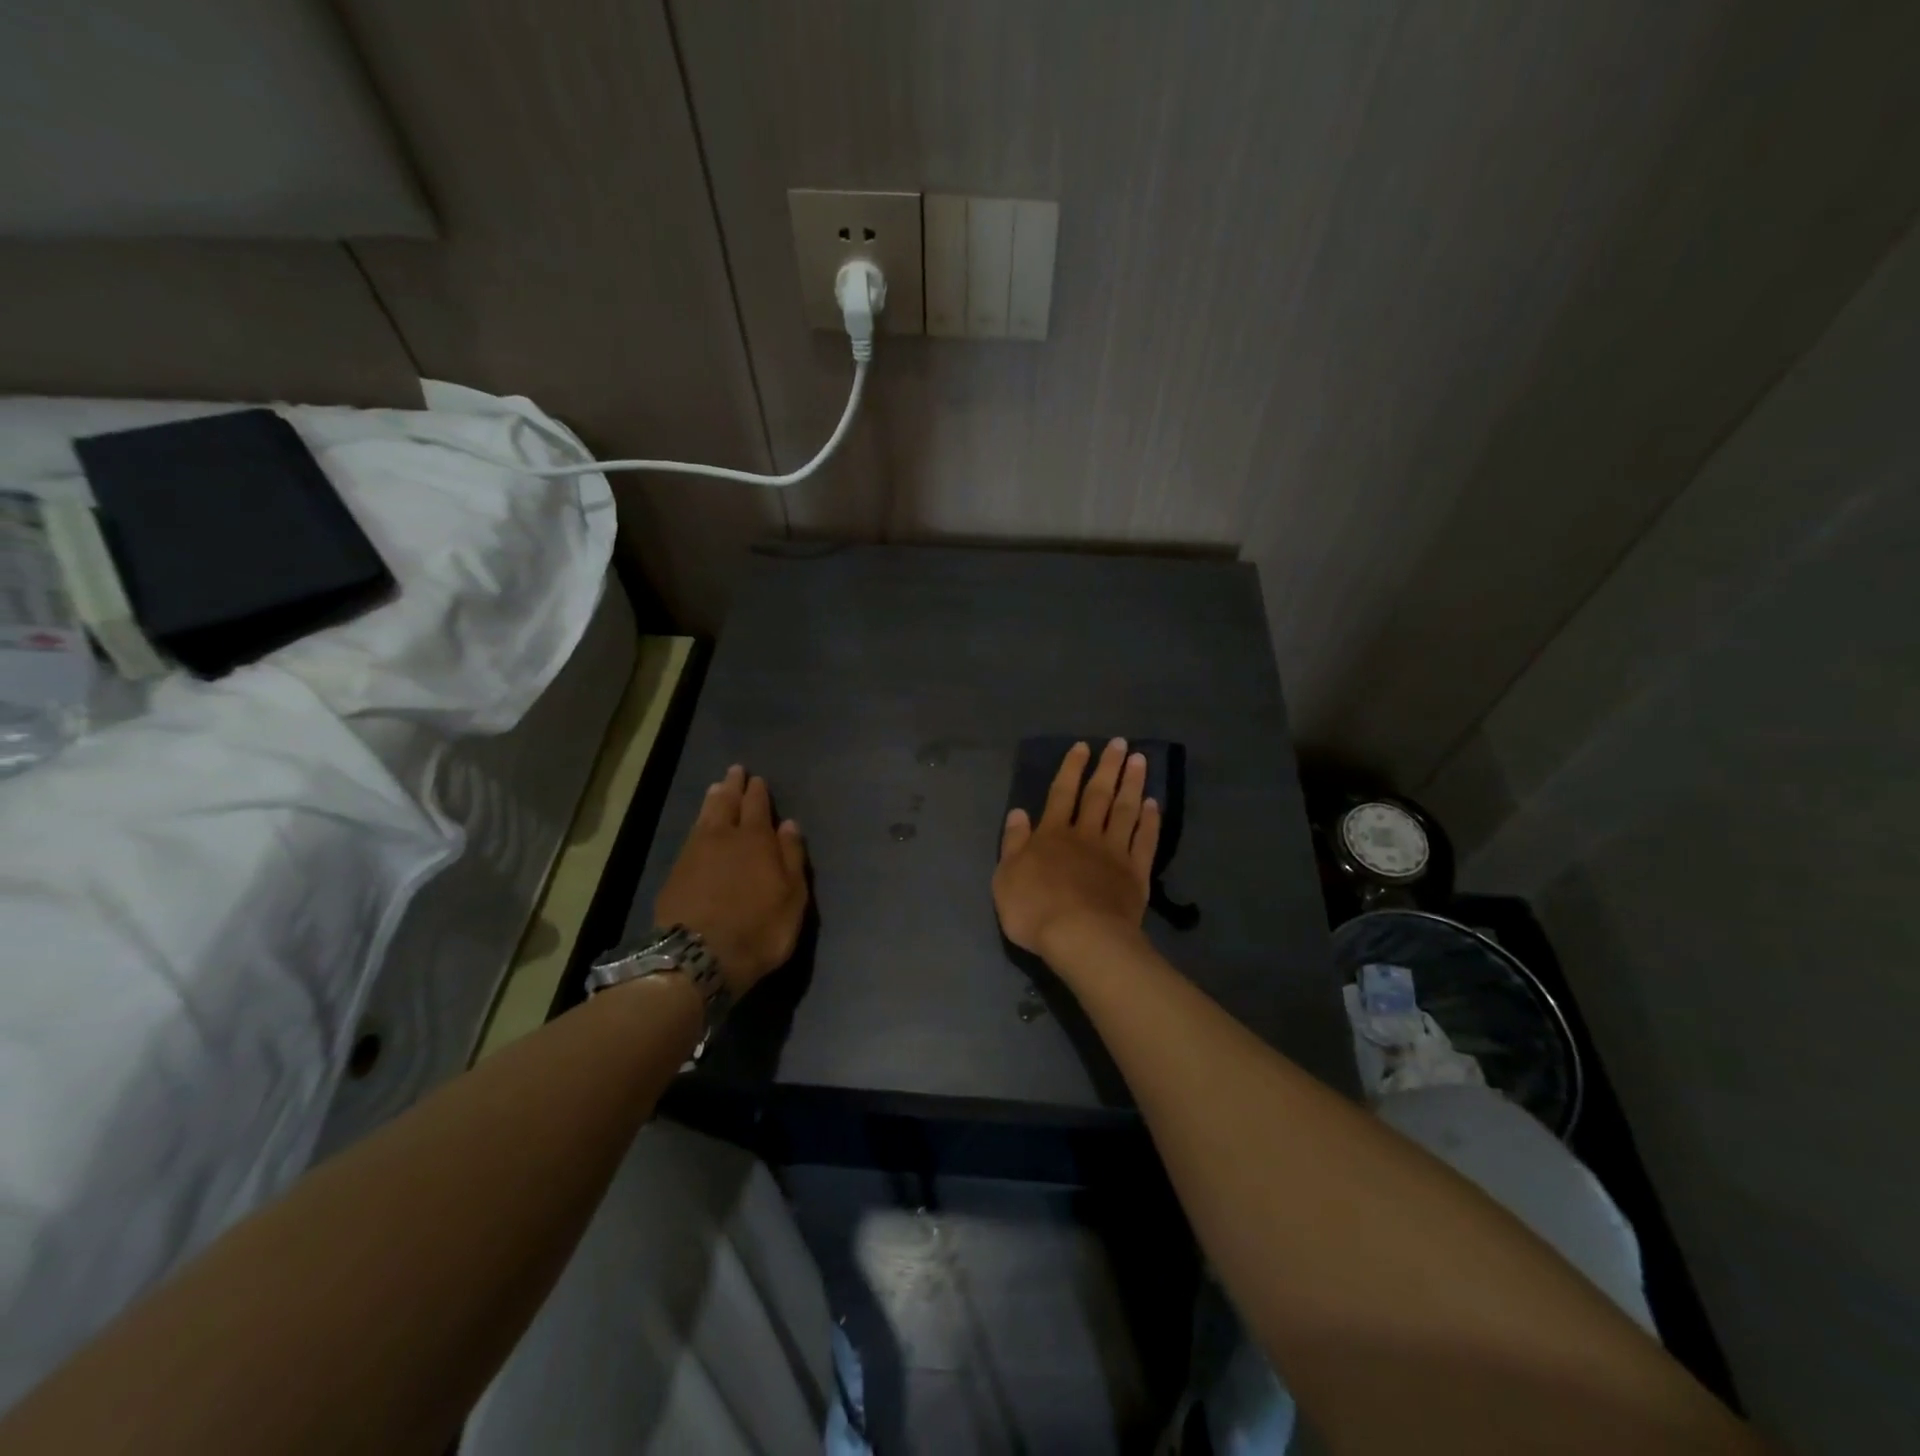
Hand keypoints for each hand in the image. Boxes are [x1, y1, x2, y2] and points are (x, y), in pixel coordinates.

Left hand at [654, 765, 808, 998]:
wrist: (698, 956)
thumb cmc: (758, 928)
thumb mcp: (792, 897)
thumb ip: (792, 858)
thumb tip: (789, 825)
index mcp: (757, 840)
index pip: (757, 807)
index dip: (758, 792)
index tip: (757, 779)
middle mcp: (724, 838)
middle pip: (728, 804)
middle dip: (733, 787)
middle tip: (735, 771)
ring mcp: (695, 853)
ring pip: (706, 816)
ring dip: (713, 800)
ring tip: (717, 788)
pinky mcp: (675, 872)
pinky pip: (690, 835)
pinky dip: (698, 823)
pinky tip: (698, 825)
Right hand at [993, 739, 1159, 961]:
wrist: (1080, 937)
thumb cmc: (1034, 910)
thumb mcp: (1006, 877)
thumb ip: (1013, 843)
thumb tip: (1018, 812)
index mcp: (1051, 835)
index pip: (1061, 793)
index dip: (1071, 769)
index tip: (1083, 747)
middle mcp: (1085, 835)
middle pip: (1098, 795)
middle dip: (1108, 767)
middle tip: (1120, 744)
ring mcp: (1114, 853)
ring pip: (1125, 811)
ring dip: (1132, 784)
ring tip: (1140, 761)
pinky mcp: (1136, 874)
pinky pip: (1144, 841)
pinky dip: (1150, 822)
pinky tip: (1153, 805)